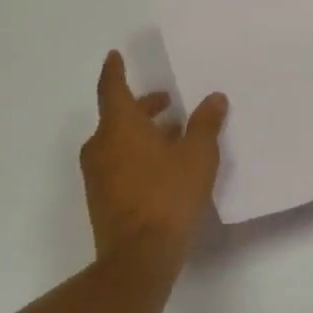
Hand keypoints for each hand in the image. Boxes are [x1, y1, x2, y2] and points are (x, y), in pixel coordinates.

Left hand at [80, 50, 228, 270]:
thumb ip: (206, 124)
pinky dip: (137, 154)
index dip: (114, 70)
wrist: (139, 256)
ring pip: (118, 140)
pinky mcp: (102, 198)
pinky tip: (164, 166)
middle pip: (118, 115)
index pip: (113, 88)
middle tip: (167, 101)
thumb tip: (214, 98)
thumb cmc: (168, 196)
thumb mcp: (198, 155)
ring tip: (175, 134)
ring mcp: (98, 174)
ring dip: (143, 132)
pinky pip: (118, 162)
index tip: (115, 55)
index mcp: (120, 127)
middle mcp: (101, 146)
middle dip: (142, 106)